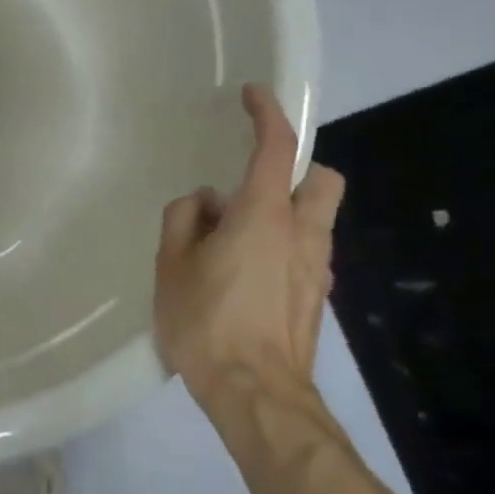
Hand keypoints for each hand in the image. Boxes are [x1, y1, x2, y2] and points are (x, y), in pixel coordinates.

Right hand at [154, 84, 344, 429]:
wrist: (258, 397)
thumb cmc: (208, 324)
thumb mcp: (172, 266)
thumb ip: (184, 220)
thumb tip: (206, 204)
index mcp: (265, 216)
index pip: (277, 148)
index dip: (267, 113)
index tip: (254, 95)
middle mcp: (302, 234)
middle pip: (322, 180)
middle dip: (298, 169)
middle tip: (254, 186)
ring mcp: (317, 269)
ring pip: (317, 218)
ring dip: (286, 211)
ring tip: (237, 240)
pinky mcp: (318, 299)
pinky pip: (306, 252)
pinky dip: (284, 245)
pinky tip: (248, 276)